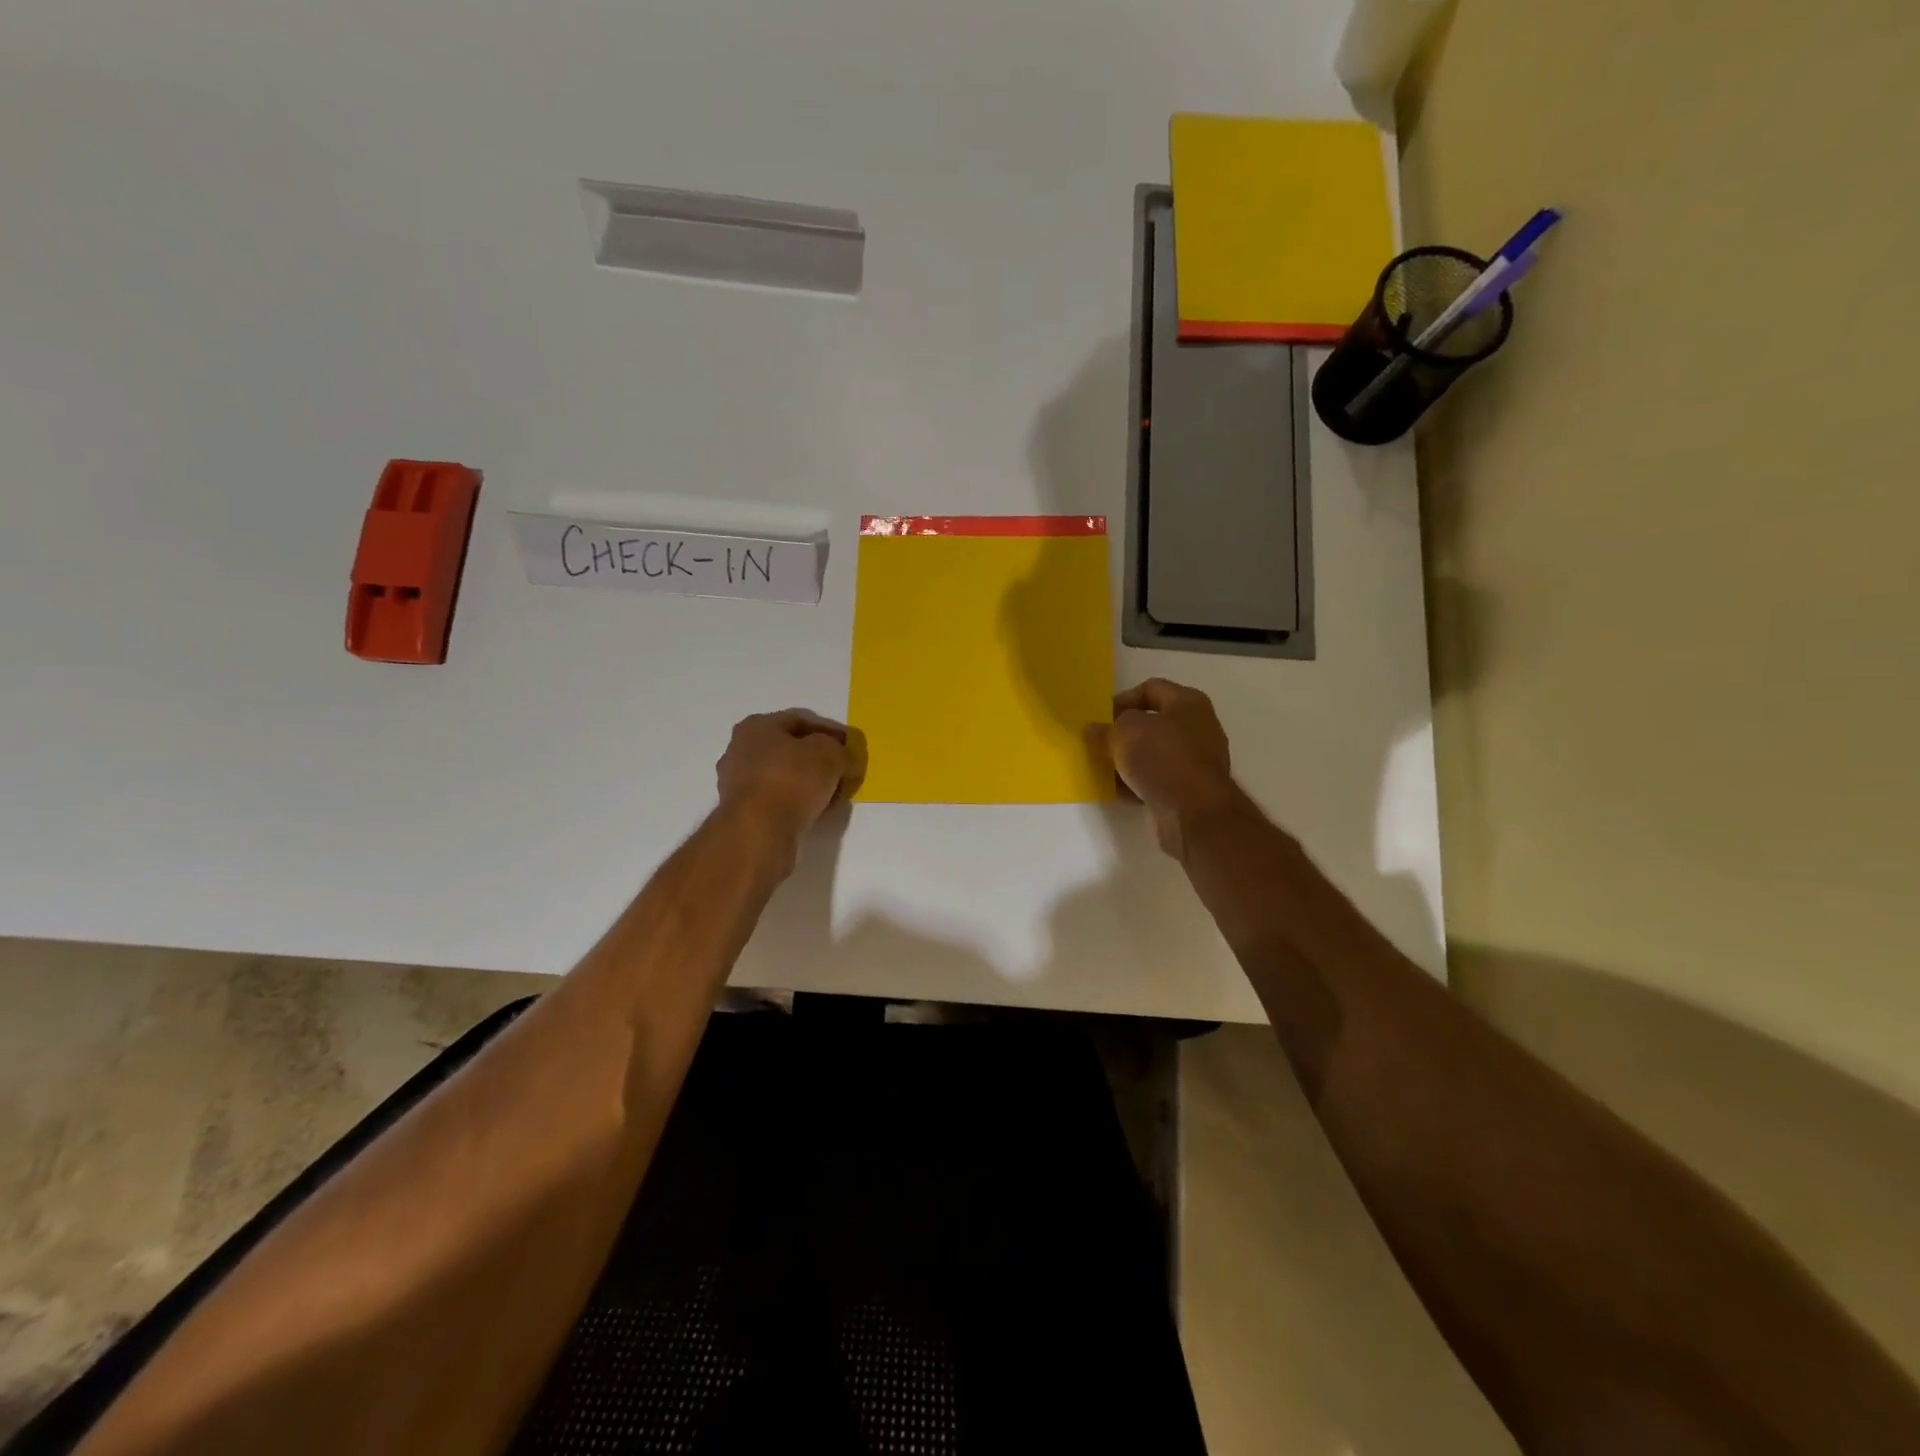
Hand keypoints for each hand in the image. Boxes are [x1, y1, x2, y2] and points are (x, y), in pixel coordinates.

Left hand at [716, 709, 865, 846]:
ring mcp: (737, 782)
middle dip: (819, 759)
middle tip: (843, 770)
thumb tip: (845, 761)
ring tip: (833, 795)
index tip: (851, 747)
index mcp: (756, 726)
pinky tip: (815, 811)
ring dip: (809, 783)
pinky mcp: (741, 811)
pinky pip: (777, 799)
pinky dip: (797, 801)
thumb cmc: (792, 780)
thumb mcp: (831, 755)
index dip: (831, 732)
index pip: (802, 720)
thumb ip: (842, 752)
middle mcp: (740, 749)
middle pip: (790, 748)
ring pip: (783, 775)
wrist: (758, 831)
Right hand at [1100, 679, 1236, 858]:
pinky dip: (1139, 783)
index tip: (1101, 718)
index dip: (1122, 699)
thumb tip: (1093, 730)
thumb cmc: (1161, 759)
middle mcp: (1198, 727)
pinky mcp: (1191, 789)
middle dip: (1123, 734)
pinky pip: (1158, 779)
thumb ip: (1105, 729)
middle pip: (1152, 723)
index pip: (1150, 688)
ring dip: (1129, 761)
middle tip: (1100, 744)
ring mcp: (1197, 760)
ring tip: (1104, 769)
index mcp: (1188, 703)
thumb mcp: (1124, 734)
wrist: (1194, 813)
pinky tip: (1119, 792)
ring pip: (1153, 754)